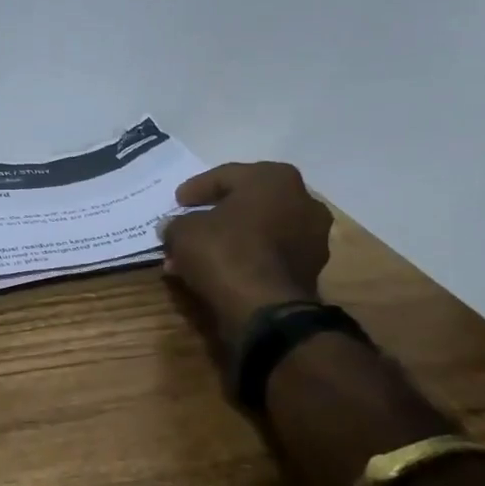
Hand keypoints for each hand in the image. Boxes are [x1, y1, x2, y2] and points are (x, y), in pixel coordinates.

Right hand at [159, 163, 331, 342]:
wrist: (265, 309)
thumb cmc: (225, 252)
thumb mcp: (184, 231)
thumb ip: (176, 224)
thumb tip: (172, 228)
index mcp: (274, 178)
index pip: (226, 176)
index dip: (196, 189)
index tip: (178, 201)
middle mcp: (302, 200)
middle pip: (245, 203)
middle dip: (213, 217)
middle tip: (187, 226)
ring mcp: (311, 237)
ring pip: (257, 231)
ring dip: (227, 240)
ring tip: (195, 256)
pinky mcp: (311, 268)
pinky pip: (268, 254)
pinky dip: (244, 258)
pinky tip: (216, 270)